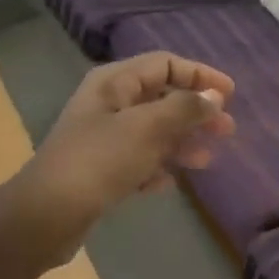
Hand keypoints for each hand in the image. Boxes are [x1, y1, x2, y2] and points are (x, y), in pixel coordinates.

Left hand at [13, 51, 235, 258]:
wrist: (47, 214)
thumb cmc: (99, 161)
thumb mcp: (147, 128)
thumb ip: (184, 108)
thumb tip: (213, 95)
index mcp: (114, 83)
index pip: (165, 64)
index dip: (199, 75)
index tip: (230, 94)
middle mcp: (108, 104)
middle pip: (161, 98)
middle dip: (195, 112)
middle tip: (227, 130)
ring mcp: (102, 138)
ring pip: (152, 132)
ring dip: (181, 142)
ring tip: (206, 161)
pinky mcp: (100, 170)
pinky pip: (138, 161)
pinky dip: (157, 168)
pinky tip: (170, 183)